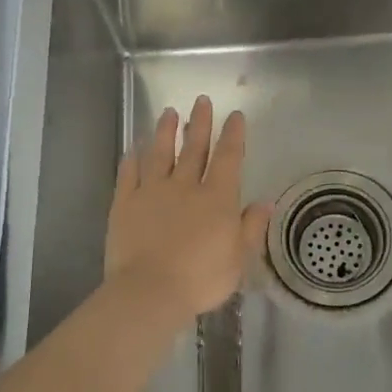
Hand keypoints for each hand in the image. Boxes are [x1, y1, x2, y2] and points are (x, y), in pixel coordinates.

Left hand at [105, 95, 271, 331]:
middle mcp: (185, 186)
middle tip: (201, 100)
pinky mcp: (125, 204)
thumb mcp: (238, 258)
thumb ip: (251, 227)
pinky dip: (132, 159)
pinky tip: (133, 148)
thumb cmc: (201, 278)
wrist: (149, 291)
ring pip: (160, 154)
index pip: (228, 157)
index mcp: (217, 198)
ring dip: (165, 132)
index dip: (233, 134)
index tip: (235, 115)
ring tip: (168, 113)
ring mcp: (152, 192)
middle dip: (199, 123)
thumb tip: (266, 202)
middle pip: (194, 148)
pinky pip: (128, 174)